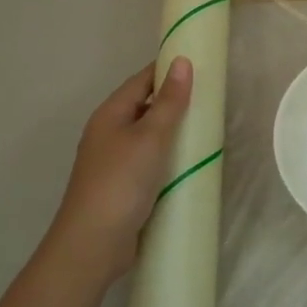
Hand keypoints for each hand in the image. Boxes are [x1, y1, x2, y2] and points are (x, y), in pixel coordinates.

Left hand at [43, 59, 193, 287]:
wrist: (93, 244)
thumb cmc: (121, 182)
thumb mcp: (151, 137)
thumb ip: (170, 101)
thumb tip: (183, 62)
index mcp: (110, 114)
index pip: (142, 81)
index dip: (168, 69)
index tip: (200, 64)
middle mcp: (109, 133)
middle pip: (145, 107)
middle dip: (175, 101)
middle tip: (212, 98)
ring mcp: (115, 161)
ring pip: (149, 136)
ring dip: (174, 131)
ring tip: (209, 127)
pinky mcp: (124, 186)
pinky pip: (151, 161)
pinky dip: (170, 157)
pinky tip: (191, 162)